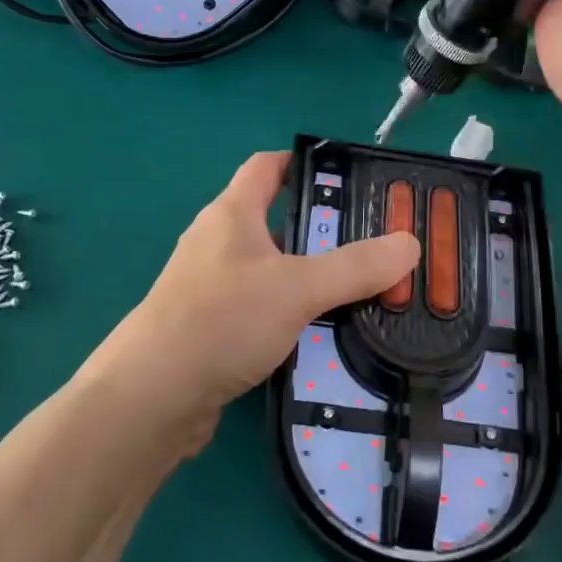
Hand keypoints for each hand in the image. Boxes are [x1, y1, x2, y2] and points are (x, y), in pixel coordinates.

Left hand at [82, 152, 419, 435]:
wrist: (152, 397)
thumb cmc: (221, 320)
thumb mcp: (298, 287)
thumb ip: (356, 267)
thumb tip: (410, 244)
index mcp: (232, 213)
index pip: (266, 167)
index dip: (303, 163)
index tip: (347, 178)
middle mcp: (217, 241)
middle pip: (274, 219)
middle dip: (320, 228)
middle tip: (369, 243)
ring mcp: (208, 285)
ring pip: (268, 267)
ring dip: (306, 275)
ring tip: (355, 290)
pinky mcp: (207, 326)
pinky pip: (256, 306)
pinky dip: (287, 312)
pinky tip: (316, 334)